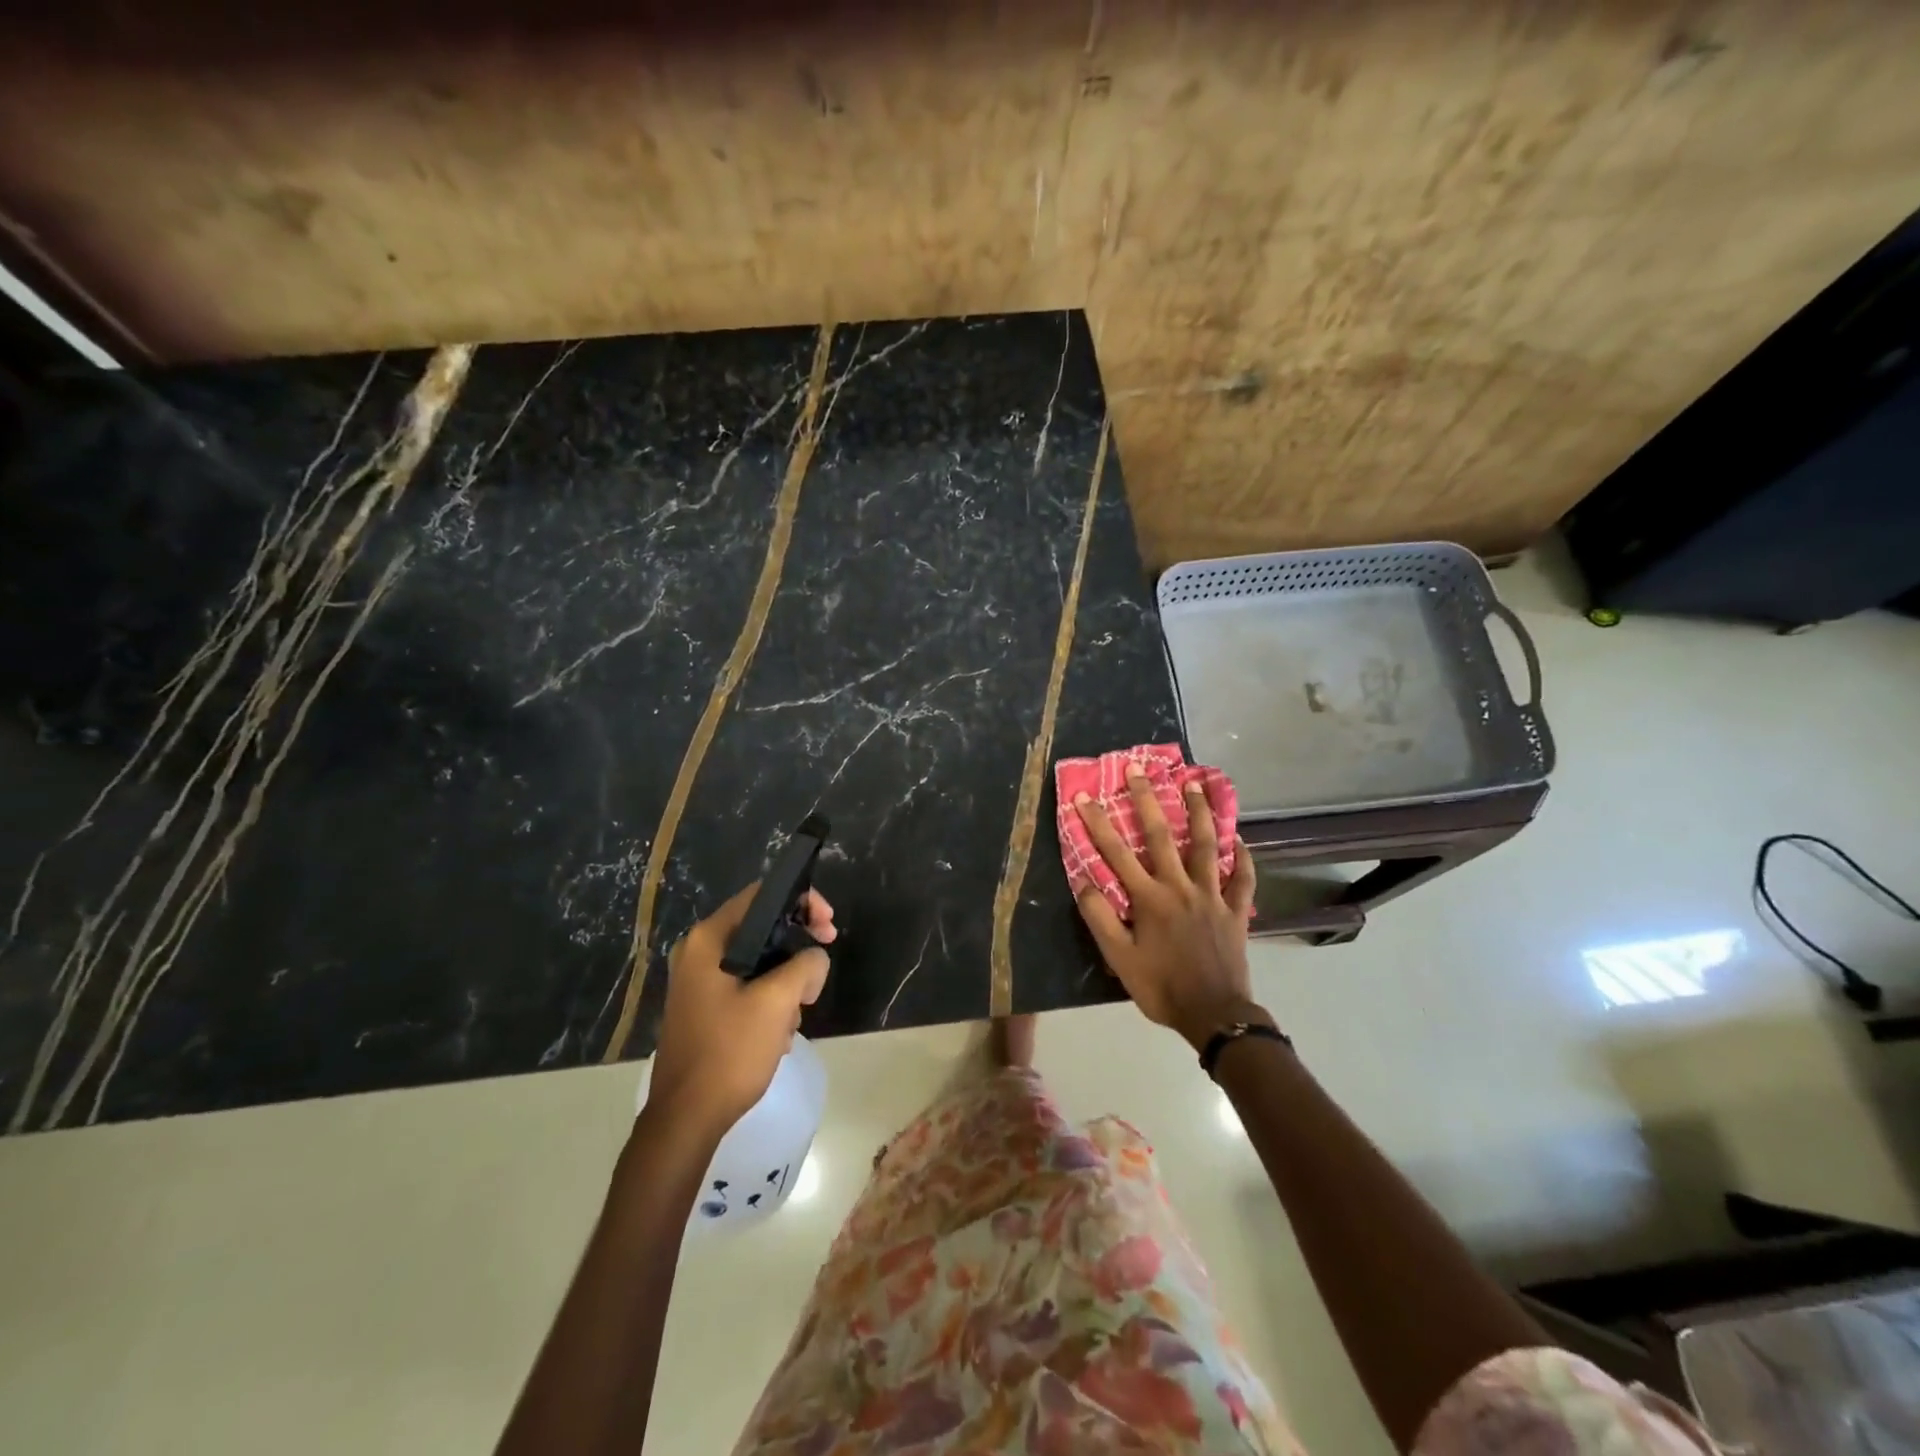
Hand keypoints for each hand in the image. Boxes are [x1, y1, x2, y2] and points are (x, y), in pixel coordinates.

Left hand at [646, 884, 836, 1139]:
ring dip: (786, 982)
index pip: (762, 895)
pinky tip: (778, 1034)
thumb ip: (806, 965)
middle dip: (797, 949)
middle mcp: (698, 952)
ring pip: (759, 961)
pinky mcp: (704, 1008)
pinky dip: (769, 1001)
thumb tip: (814, 959)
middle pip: (762, 928)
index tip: (829, 927)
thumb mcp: (778, 1002)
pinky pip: (747, 987)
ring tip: (796, 1015)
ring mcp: (698, 982)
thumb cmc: (729, 1052)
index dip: (802, 902)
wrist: (686, 1119)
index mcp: (709, 939)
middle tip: (820, 973)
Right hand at [1072, 769, 1263, 1049]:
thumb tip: (1083, 882)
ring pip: (1205, 845)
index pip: (1116, 853)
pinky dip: (1241, 857)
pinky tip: (1239, 839)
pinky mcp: (1236, 910)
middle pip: (1160, 836)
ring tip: (1193, 784)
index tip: (1084, 797)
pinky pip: (1241, 878)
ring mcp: (1211, 895)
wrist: (1214, 1015)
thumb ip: (1100, 918)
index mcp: (1149, 898)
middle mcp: (1179, 887)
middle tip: (1139, 770)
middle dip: (1146, 800)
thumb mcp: (1119, 958)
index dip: (1097, 823)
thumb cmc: (1161, 987)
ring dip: (1198, 812)